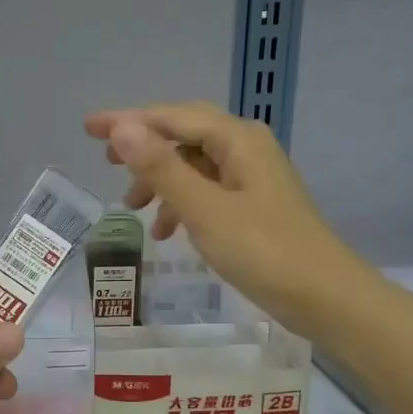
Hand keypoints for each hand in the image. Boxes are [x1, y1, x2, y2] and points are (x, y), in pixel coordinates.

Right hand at [85, 101, 349, 330]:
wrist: (323, 296)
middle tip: (105, 161)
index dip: (127, 120)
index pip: (171, 117)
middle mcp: (245, 148)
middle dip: (143, 146)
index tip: (89, 128)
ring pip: (193, 165)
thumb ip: (161, 168)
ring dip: (159, 180)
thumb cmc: (262, 250)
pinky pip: (206, 190)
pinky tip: (165, 231)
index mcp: (236, 140)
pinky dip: (181, 203)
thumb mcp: (203, 209)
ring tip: (131, 208)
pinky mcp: (253, 204)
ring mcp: (251, 176)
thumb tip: (121, 129)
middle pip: (183, 134)